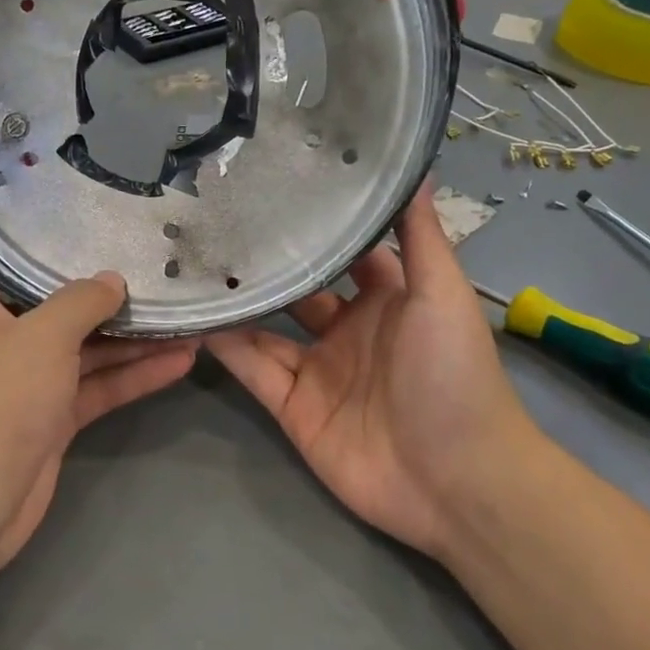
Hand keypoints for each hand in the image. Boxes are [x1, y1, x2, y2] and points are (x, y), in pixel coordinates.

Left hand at [0, 242, 197, 578]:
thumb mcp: (41, 338)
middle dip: (86, 275)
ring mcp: (25, 379)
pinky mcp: (50, 416)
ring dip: (127, 331)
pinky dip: (133, 374)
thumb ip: (81, 302)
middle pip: (41, 294)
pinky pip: (96, 384)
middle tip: (135, 246)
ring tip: (180, 305)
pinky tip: (183, 359)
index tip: (30, 196)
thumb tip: (112, 282)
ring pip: (80, 344)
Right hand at [207, 187, 548, 560]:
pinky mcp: (293, 407)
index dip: (319, 227)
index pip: (346, 254)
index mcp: (387, 301)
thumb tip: (416, 170)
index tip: (277, 188)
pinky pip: (253, 370)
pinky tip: (196, 318)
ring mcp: (317, 371)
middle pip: (298, 290)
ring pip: (266, 329)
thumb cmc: (454, 375)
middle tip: (218, 226)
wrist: (455, 480)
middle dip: (267, 264)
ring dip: (238, 304)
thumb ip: (420, 237)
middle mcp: (348, 331)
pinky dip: (227, 348)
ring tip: (193, 266)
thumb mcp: (442, 295)